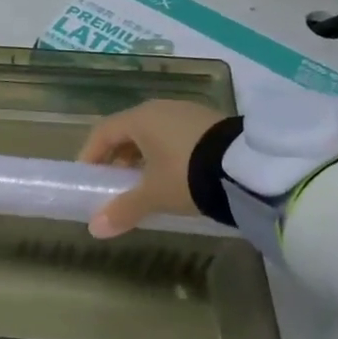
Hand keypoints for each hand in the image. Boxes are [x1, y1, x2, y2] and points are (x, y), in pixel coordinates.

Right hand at [76, 100, 228, 237]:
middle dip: (117, 158)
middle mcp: (160, 108)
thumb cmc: (188, 175)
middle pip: (128, 131)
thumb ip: (123, 210)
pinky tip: (176, 176)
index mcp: (140, 118)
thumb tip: (94, 229)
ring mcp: (187, 112)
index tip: (87, 177)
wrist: (249, 168)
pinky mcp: (210, 122)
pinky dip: (167, 153)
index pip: (102, 132)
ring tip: (146, 184)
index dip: (90, 155)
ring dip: (143, 156)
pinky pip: (176, 135)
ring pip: (154, 133)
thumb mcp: (154, 196)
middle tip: (115, 184)